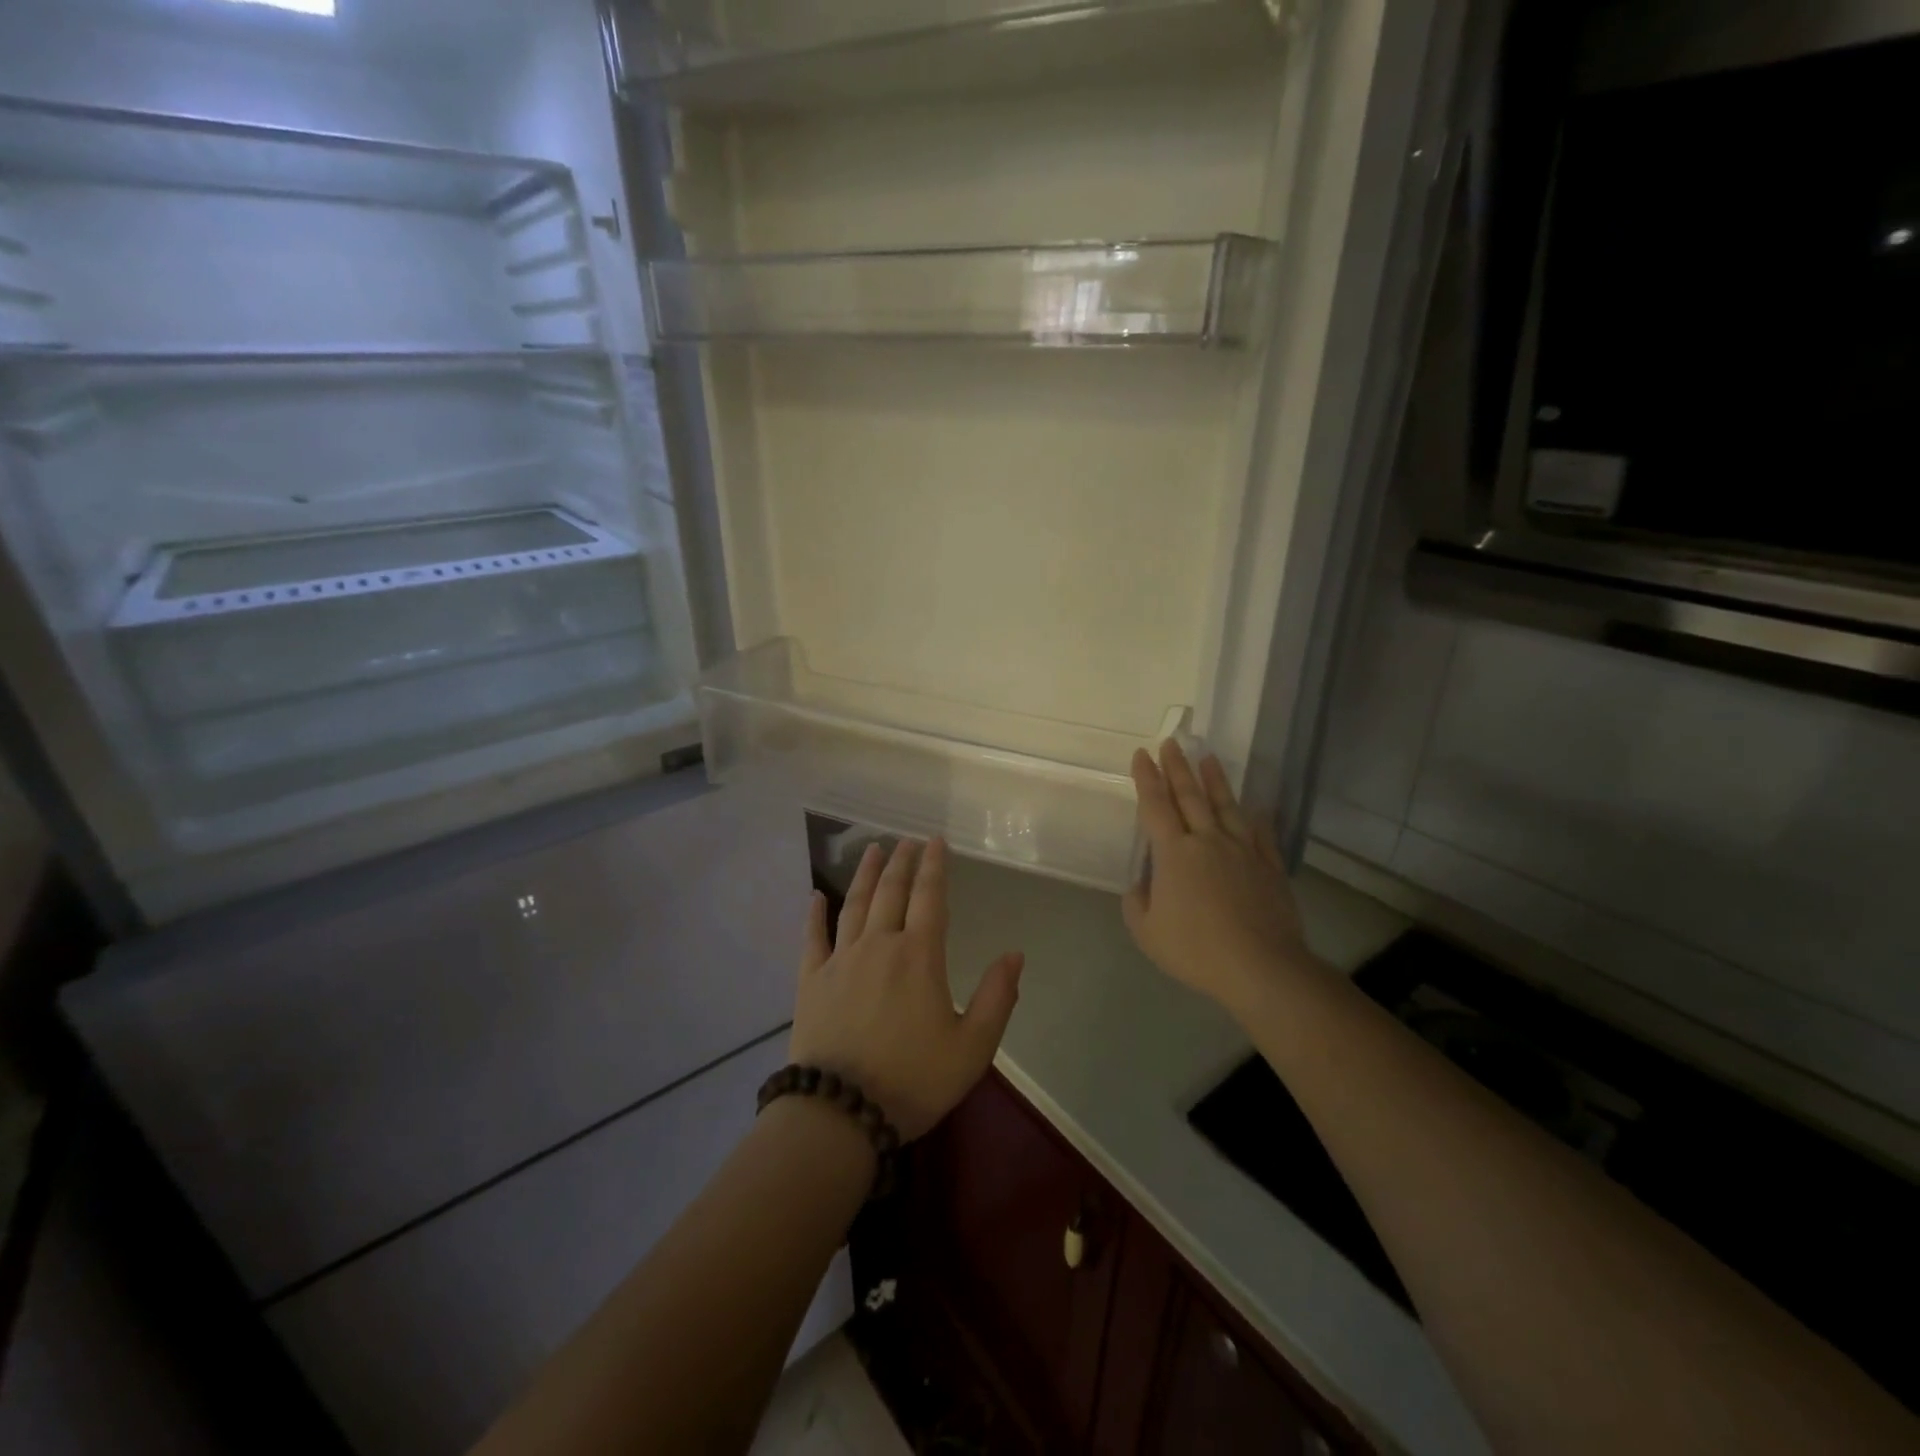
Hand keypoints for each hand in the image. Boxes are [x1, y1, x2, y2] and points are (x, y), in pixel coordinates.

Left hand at [790, 838, 1024, 1141]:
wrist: (841, 1112)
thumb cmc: (913, 1080)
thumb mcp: (973, 1048)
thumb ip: (998, 998)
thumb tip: (1015, 954)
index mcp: (919, 956)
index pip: (930, 898)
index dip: (935, 866)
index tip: (936, 840)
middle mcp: (879, 945)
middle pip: (891, 892)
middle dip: (902, 862)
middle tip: (908, 840)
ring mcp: (841, 959)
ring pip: (854, 904)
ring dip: (865, 874)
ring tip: (873, 850)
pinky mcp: (811, 980)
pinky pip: (812, 937)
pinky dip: (814, 914)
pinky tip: (815, 895)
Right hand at [1122, 740, 1320, 1013]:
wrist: (1260, 967)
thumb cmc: (1196, 949)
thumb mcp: (1147, 932)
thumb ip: (1137, 902)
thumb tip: (1141, 884)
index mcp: (1173, 853)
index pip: (1155, 806)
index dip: (1146, 779)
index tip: (1142, 754)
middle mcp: (1207, 841)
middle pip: (1189, 796)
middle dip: (1177, 768)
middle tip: (1171, 742)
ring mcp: (1242, 851)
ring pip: (1225, 806)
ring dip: (1214, 781)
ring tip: (1208, 757)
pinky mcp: (1268, 866)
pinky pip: (1260, 833)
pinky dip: (1254, 816)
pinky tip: (1253, 806)